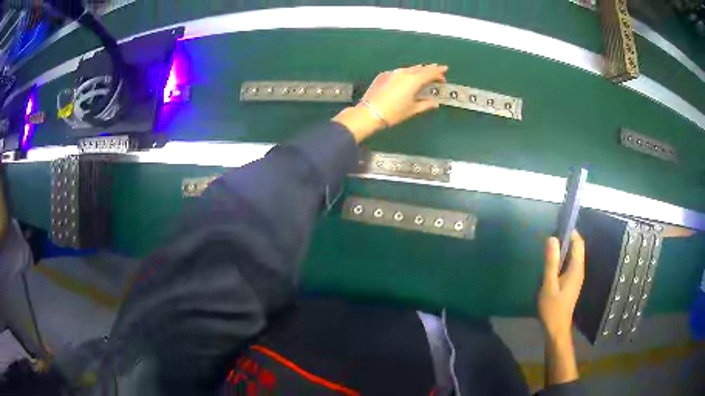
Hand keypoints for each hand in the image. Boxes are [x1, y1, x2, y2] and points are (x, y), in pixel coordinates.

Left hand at [333, 64, 448, 142]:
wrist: (369, 112)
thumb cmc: (393, 113)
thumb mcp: (412, 110)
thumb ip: (425, 104)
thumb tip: (434, 103)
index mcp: (413, 80)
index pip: (430, 73)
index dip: (438, 73)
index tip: (444, 75)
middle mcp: (403, 73)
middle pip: (420, 68)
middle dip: (430, 69)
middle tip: (439, 70)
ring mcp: (392, 73)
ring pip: (409, 69)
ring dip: (419, 70)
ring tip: (425, 73)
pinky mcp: (383, 75)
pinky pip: (399, 72)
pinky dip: (407, 73)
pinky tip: (408, 78)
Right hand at [538, 231, 584, 340]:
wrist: (556, 328)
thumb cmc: (552, 307)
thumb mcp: (549, 284)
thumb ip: (551, 261)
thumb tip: (552, 238)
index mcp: (576, 268)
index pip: (578, 243)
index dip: (571, 232)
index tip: (558, 226)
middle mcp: (579, 270)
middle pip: (577, 248)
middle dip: (567, 239)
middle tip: (550, 237)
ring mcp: (577, 277)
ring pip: (573, 256)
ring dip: (564, 249)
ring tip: (549, 247)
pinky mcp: (572, 282)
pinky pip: (570, 264)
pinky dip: (563, 258)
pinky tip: (552, 263)